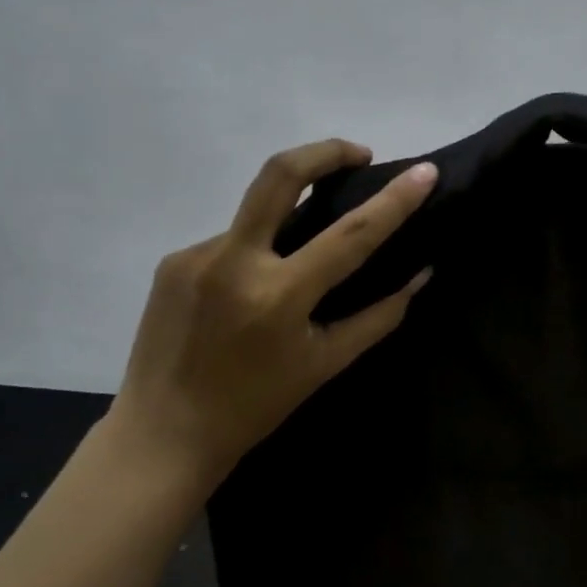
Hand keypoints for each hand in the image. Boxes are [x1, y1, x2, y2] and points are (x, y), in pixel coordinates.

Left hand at [97, 139, 437, 495]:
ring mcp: (194, 255)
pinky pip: (230, 241)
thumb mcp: (325, 364)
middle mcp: (232, 262)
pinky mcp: (171, 260)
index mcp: (277, 297)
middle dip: (325, 151)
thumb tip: (420, 274)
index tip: (424, 171)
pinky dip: (255, 253)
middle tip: (358, 154)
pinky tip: (250, 293)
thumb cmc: (256, 407)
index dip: (394, 200)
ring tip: (296, 266)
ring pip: (257, 216)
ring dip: (287, 223)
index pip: (350, 234)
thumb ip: (378, 316)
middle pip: (279, 173)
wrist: (163, 435)